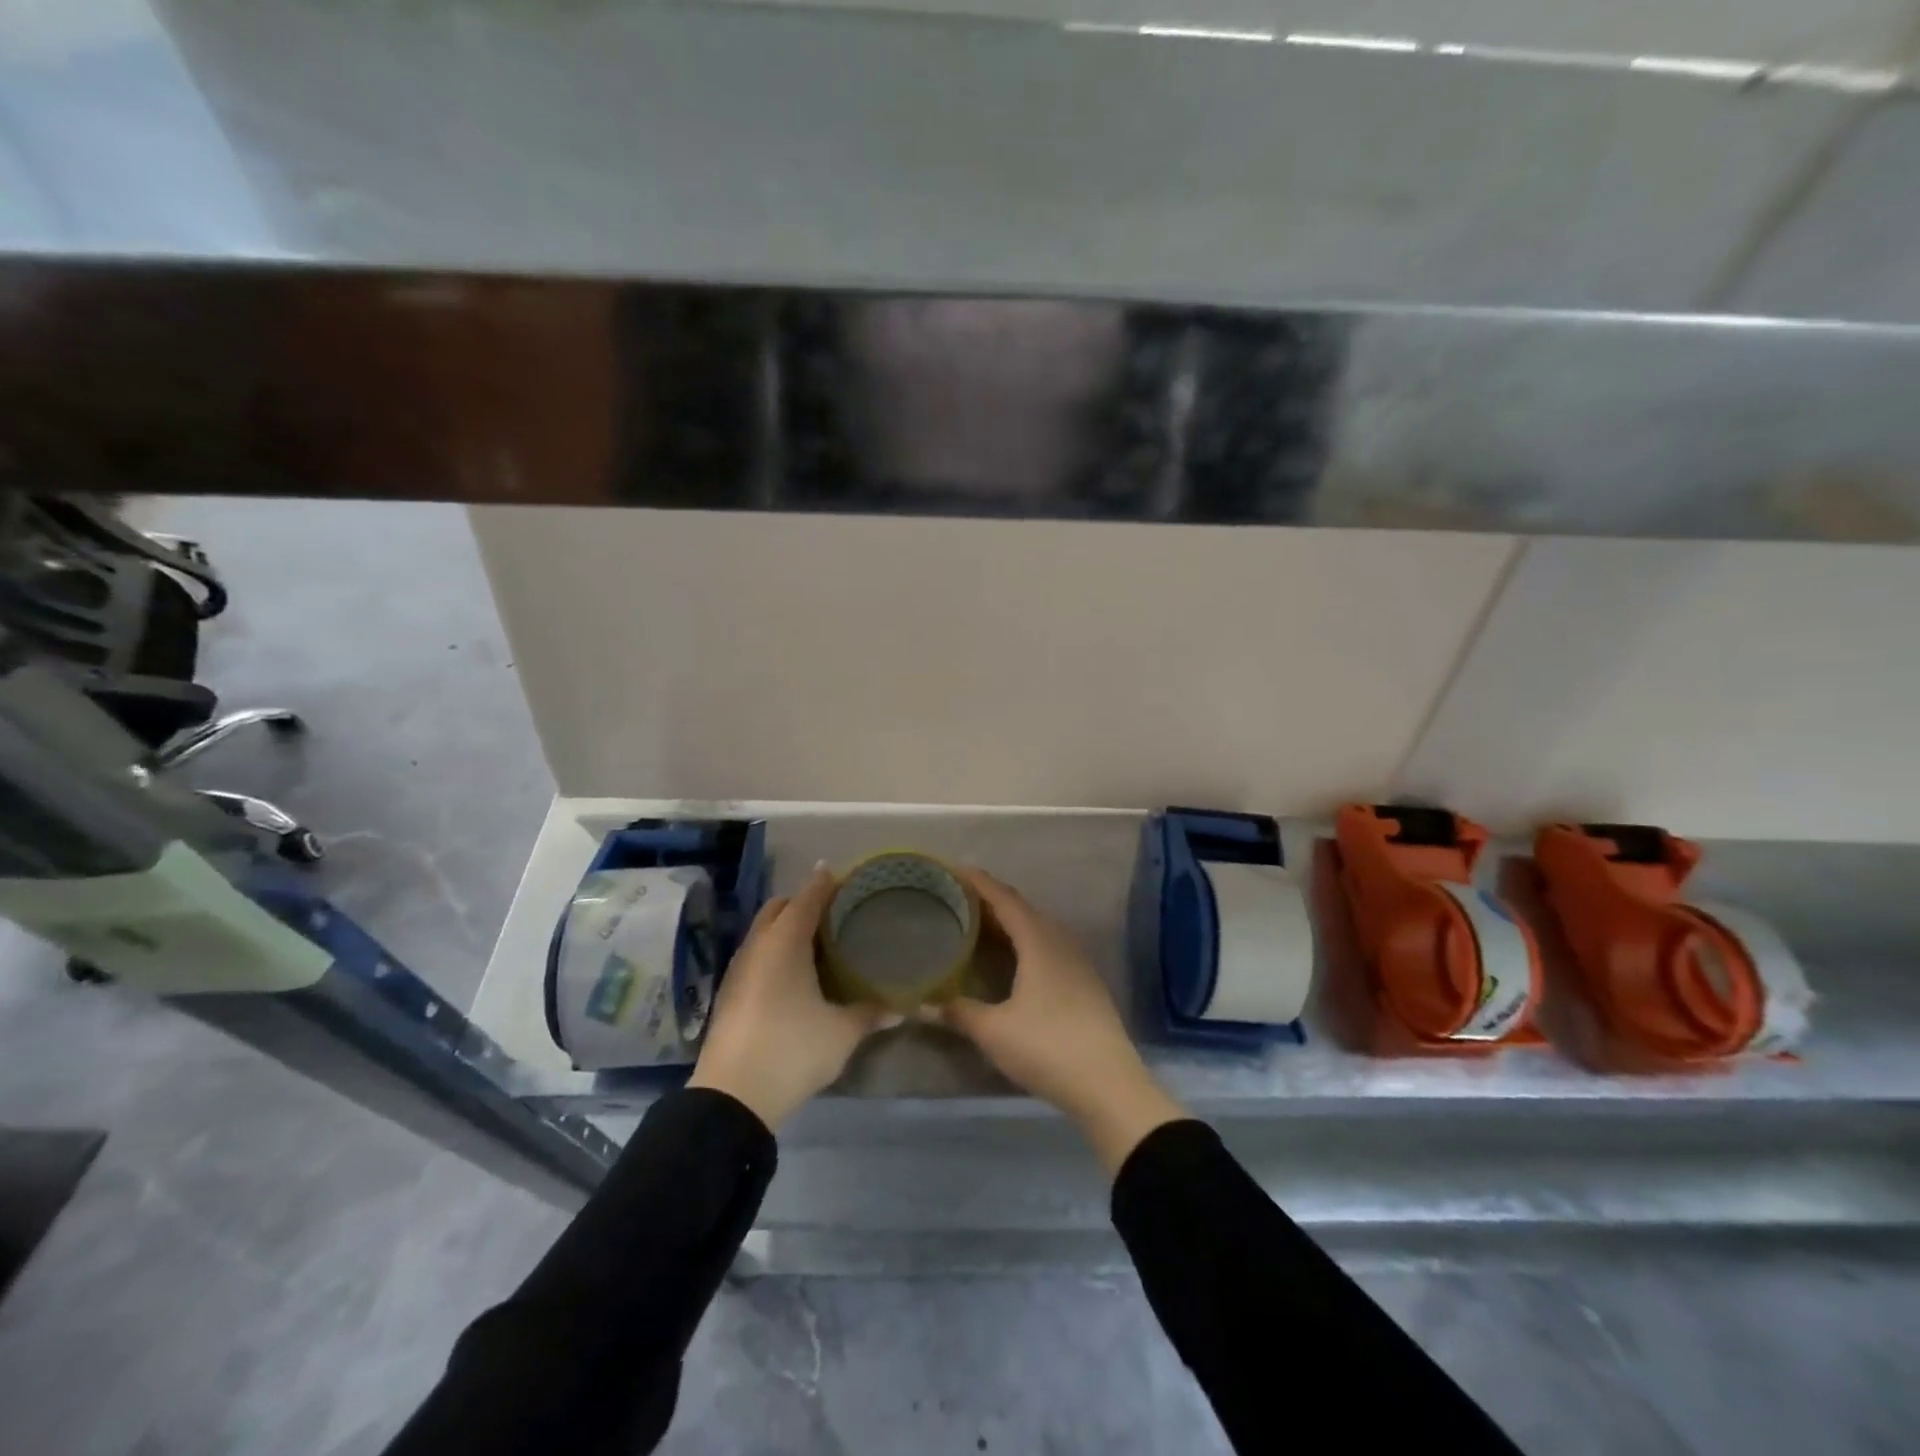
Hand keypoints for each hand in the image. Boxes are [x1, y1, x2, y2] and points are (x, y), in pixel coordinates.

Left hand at [688, 866, 898, 1130]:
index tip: (850, 879)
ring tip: (819, 943)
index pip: (809, 896)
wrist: (732, 1097)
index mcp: (785, 941)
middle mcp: (758, 945)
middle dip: (805, 902)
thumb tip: (902, 1007)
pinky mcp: (730, 993)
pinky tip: (794, 976)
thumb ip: (871, 1013)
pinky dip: (775, 951)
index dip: (828, 883)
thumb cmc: (792, 1049)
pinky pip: (756, 955)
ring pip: (764, 931)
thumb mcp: (841, 1032)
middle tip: (837, 913)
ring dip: (787, 928)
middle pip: (780, 907)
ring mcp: (739, 969)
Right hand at [941, 869, 1185, 1173]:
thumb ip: (957, 1012)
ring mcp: (1076, 961)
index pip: (1004, 898)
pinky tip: (1011, 960)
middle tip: (956, 899)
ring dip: (1008, 922)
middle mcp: (1060, 941)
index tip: (952, 870)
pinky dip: (1023, 942)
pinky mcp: (1084, 982)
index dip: (978, 882)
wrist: (1109, 1084)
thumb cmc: (1048, 1048)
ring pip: (1036, 928)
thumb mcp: (994, 1031)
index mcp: (1038, 941)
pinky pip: (1047, 946)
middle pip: (1021, 909)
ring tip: (978, 926)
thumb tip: (919, 1004)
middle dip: (989, 901)